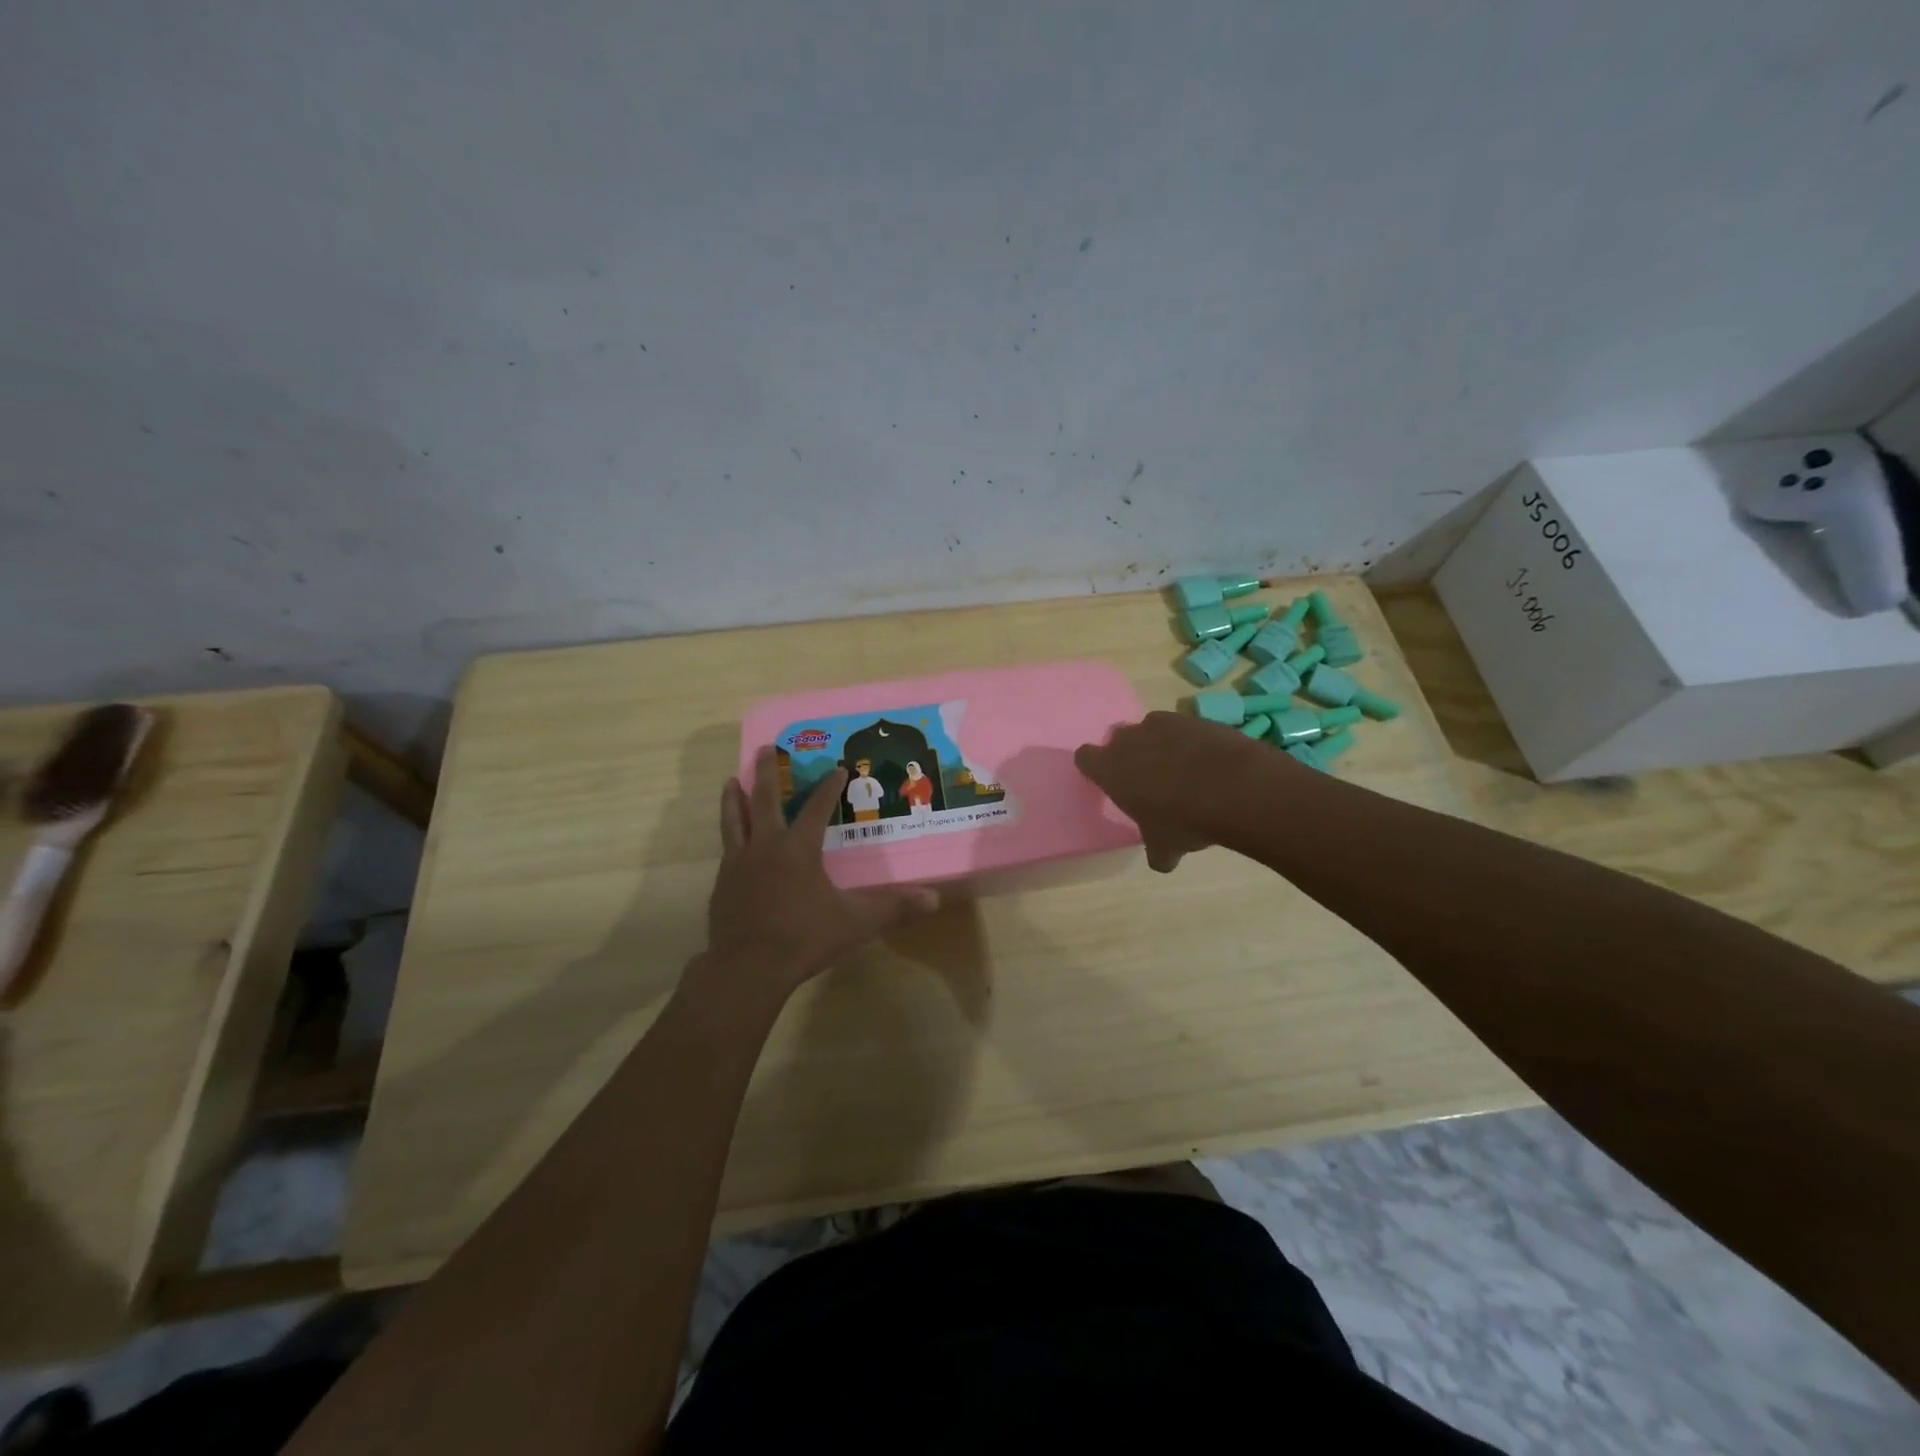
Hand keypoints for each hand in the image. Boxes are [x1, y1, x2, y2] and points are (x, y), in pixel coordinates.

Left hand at [701, 747, 938, 992]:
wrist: (748, 968)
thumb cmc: (804, 939)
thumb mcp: (856, 923)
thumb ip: (894, 908)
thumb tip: (935, 899)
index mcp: (799, 849)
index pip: (817, 808)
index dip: (829, 787)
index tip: (837, 768)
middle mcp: (767, 846)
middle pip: (764, 800)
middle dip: (766, 772)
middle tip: (765, 748)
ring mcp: (739, 863)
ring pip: (735, 819)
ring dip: (735, 798)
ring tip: (731, 781)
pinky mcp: (723, 883)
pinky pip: (726, 848)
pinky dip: (729, 834)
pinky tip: (732, 840)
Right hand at [1074, 711, 1265, 872]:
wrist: (1233, 787)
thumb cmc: (1183, 820)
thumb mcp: (1165, 846)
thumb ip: (1156, 851)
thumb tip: (1162, 860)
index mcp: (1110, 769)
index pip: (1085, 757)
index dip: (1095, 768)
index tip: (1108, 781)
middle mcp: (1130, 740)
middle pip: (1117, 738)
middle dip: (1128, 753)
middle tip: (1145, 777)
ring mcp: (1162, 724)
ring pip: (1150, 729)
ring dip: (1159, 744)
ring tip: (1180, 769)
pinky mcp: (1194, 718)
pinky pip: (1182, 728)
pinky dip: (1189, 741)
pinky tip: (1206, 762)